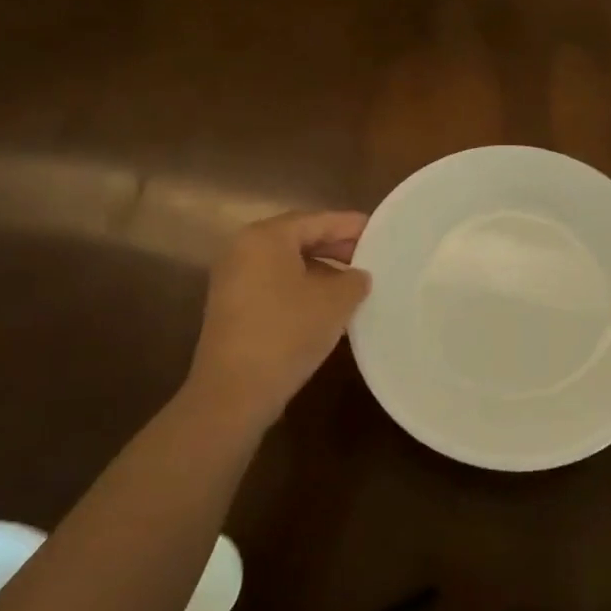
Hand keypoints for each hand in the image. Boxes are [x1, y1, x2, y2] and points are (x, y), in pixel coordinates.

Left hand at [182, 210, 371, 430]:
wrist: (235, 390)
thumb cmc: (288, 332)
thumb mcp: (335, 302)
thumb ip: (354, 280)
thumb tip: (358, 276)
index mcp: (265, 237)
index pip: (316, 220)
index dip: (350, 225)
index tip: (378, 230)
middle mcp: (243, 250)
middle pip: (298, 238)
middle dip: (335, 247)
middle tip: (369, 256)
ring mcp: (233, 279)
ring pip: (287, 264)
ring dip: (321, 270)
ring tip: (354, 284)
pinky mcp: (232, 307)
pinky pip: (275, 285)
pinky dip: (302, 288)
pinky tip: (327, 307)